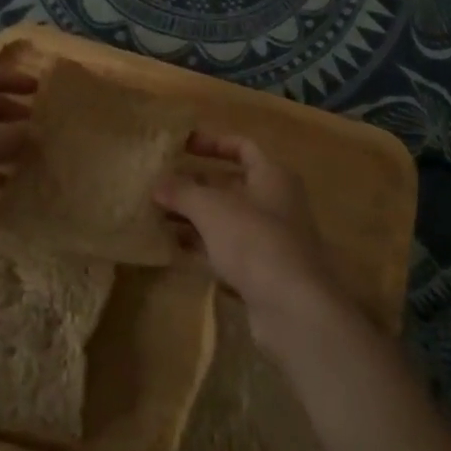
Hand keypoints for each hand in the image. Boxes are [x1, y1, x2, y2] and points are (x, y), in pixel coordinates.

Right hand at [153, 133, 354, 351]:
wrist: (294, 308)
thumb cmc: (255, 240)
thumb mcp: (211, 208)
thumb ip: (182, 192)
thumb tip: (157, 184)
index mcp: (273, 175)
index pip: (242, 147)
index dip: (211, 143)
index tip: (180, 146)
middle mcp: (276, 202)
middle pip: (231, 185)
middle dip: (194, 185)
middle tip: (160, 186)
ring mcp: (271, 239)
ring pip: (226, 219)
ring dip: (194, 217)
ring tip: (156, 216)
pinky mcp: (263, 272)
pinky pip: (227, 249)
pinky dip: (202, 246)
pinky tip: (173, 248)